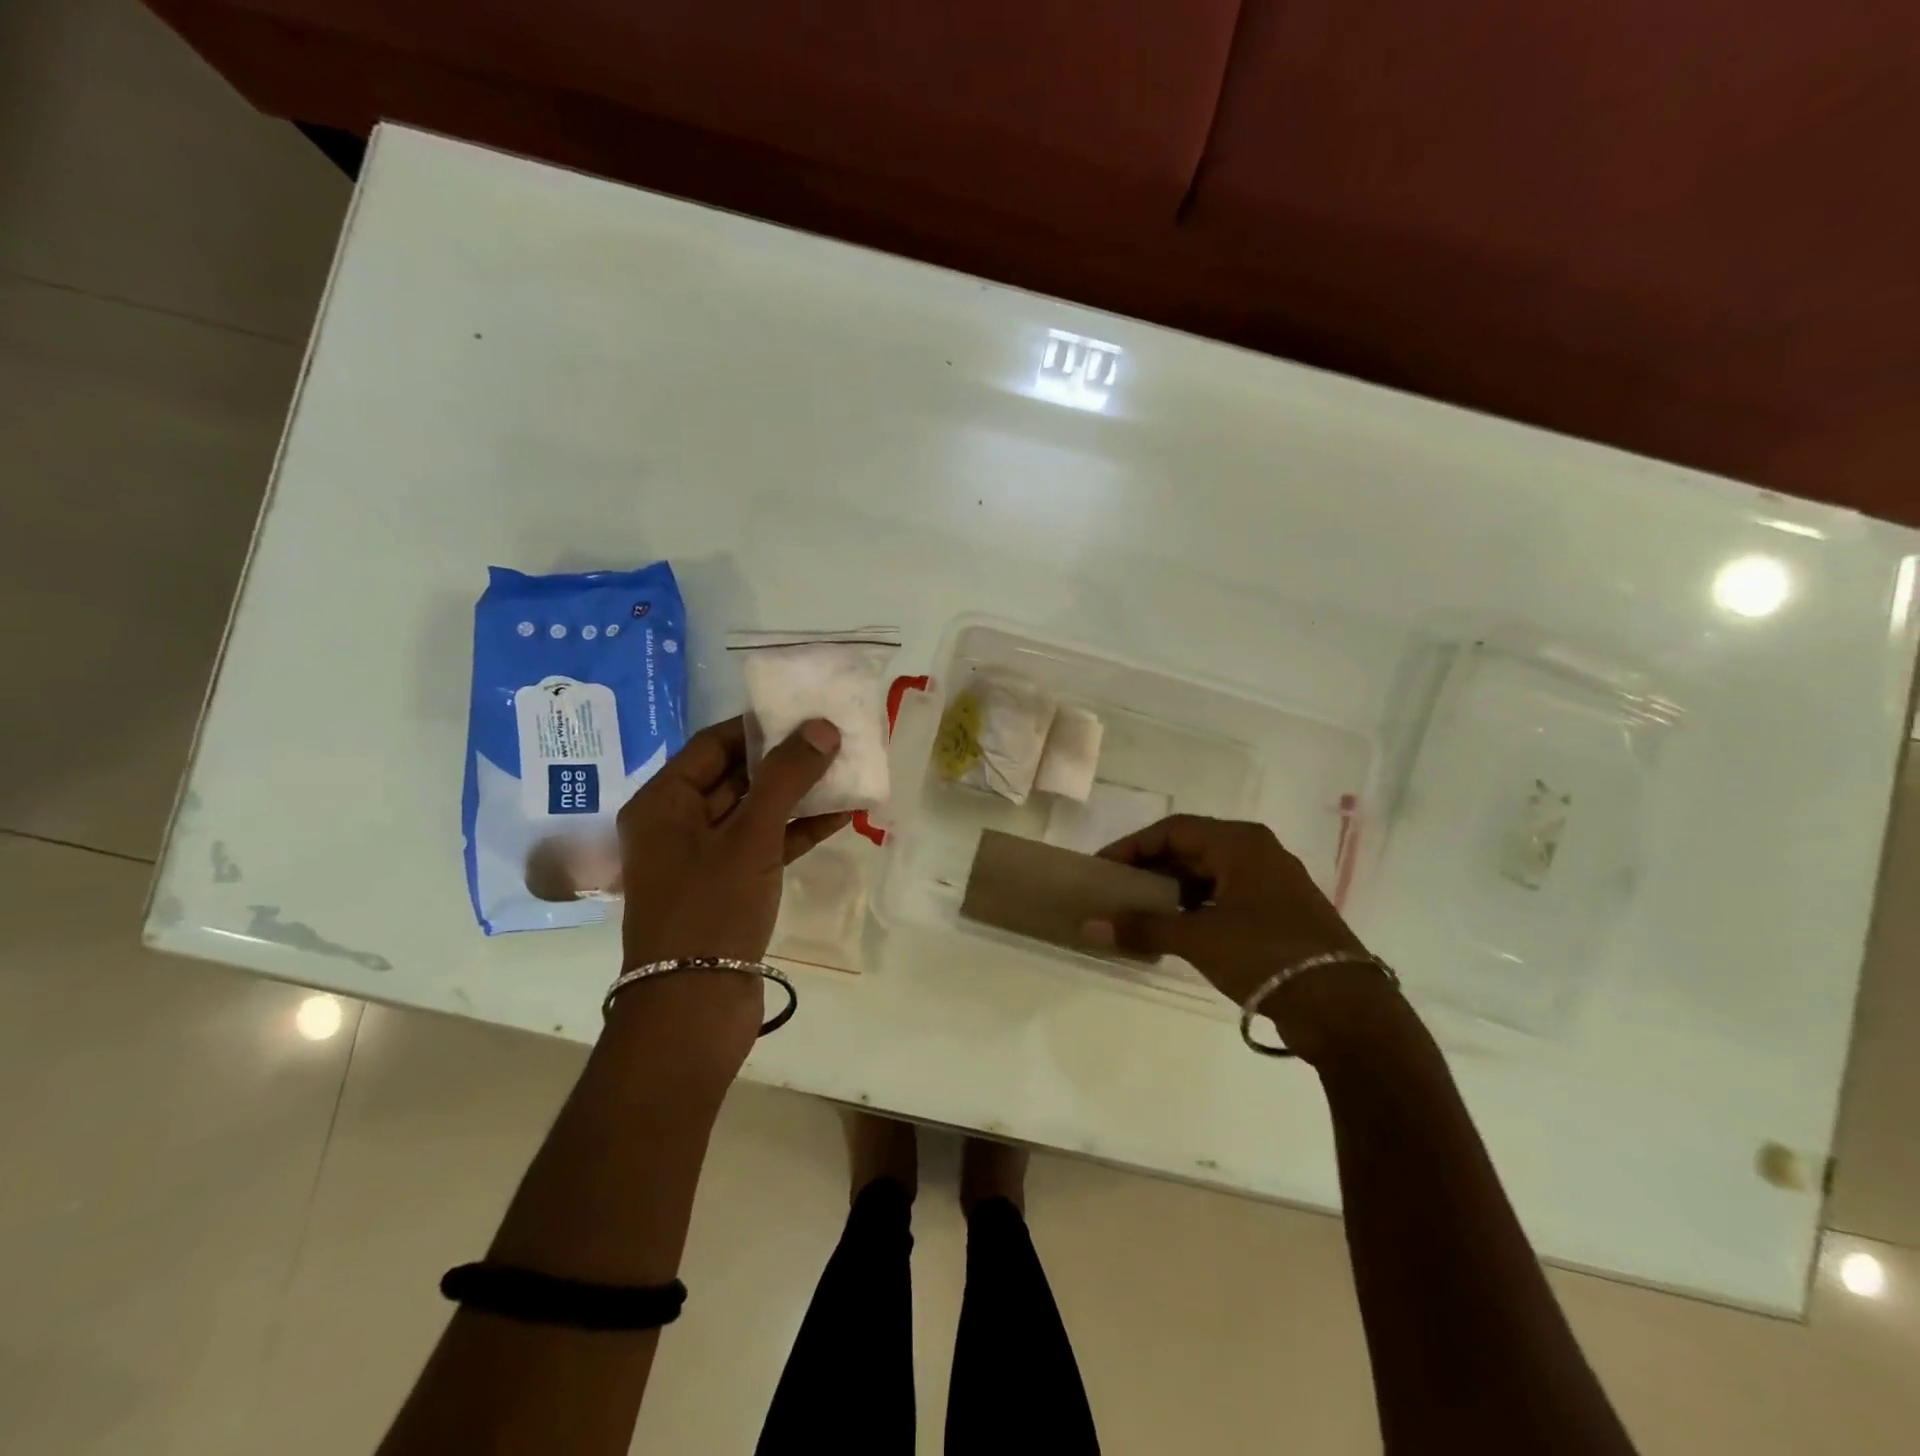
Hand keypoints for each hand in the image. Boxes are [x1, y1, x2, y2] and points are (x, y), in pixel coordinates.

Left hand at [618, 715, 850, 969]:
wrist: (694, 1008)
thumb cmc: (710, 908)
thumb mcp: (750, 836)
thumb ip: (786, 778)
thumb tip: (822, 728)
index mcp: (662, 803)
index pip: (713, 745)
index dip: (759, 727)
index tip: (804, 712)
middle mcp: (677, 825)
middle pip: (735, 776)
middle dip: (785, 760)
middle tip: (833, 739)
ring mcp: (704, 859)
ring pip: (755, 812)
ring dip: (798, 795)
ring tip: (845, 771)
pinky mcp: (729, 887)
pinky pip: (765, 845)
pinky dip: (798, 831)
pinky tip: (840, 816)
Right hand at [1087, 815, 1390, 1062]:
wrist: (1344, 1008)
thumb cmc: (1266, 954)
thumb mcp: (1198, 938)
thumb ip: (1142, 928)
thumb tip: (1087, 927)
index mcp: (1239, 842)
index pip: (1172, 830)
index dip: (1132, 847)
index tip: (1102, 868)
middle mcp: (1257, 852)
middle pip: (1190, 849)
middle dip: (1151, 869)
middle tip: (1116, 891)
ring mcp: (1272, 883)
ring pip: (1209, 875)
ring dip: (1172, 891)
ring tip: (1140, 913)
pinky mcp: (1280, 912)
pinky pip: (1226, 897)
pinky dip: (1196, 908)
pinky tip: (1176, 932)